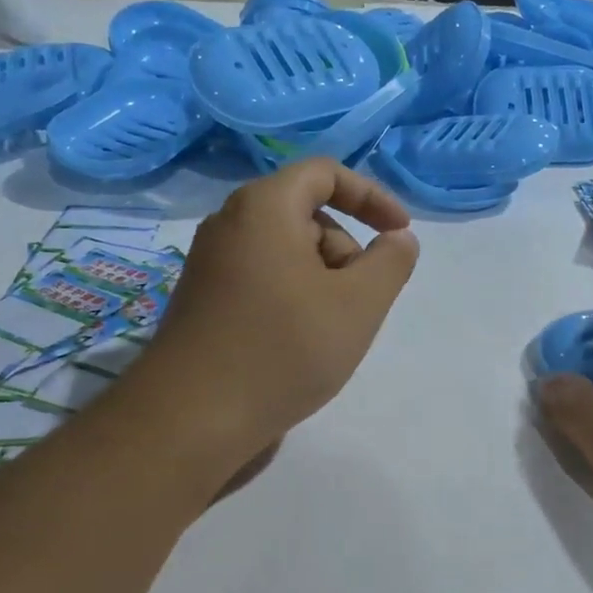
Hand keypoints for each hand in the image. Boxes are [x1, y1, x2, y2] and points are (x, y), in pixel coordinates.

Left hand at [139, 159, 418, 466]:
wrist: (192, 419)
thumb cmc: (284, 349)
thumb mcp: (359, 303)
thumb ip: (391, 262)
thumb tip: (398, 239)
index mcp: (264, 208)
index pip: (325, 173)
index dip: (372, 197)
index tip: (400, 234)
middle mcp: (230, 225)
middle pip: (307, 215)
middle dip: (348, 251)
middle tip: (361, 302)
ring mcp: (212, 265)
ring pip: (288, 253)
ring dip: (325, 280)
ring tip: (330, 332)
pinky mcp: (205, 301)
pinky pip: (265, 280)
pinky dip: (296, 298)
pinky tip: (299, 345)